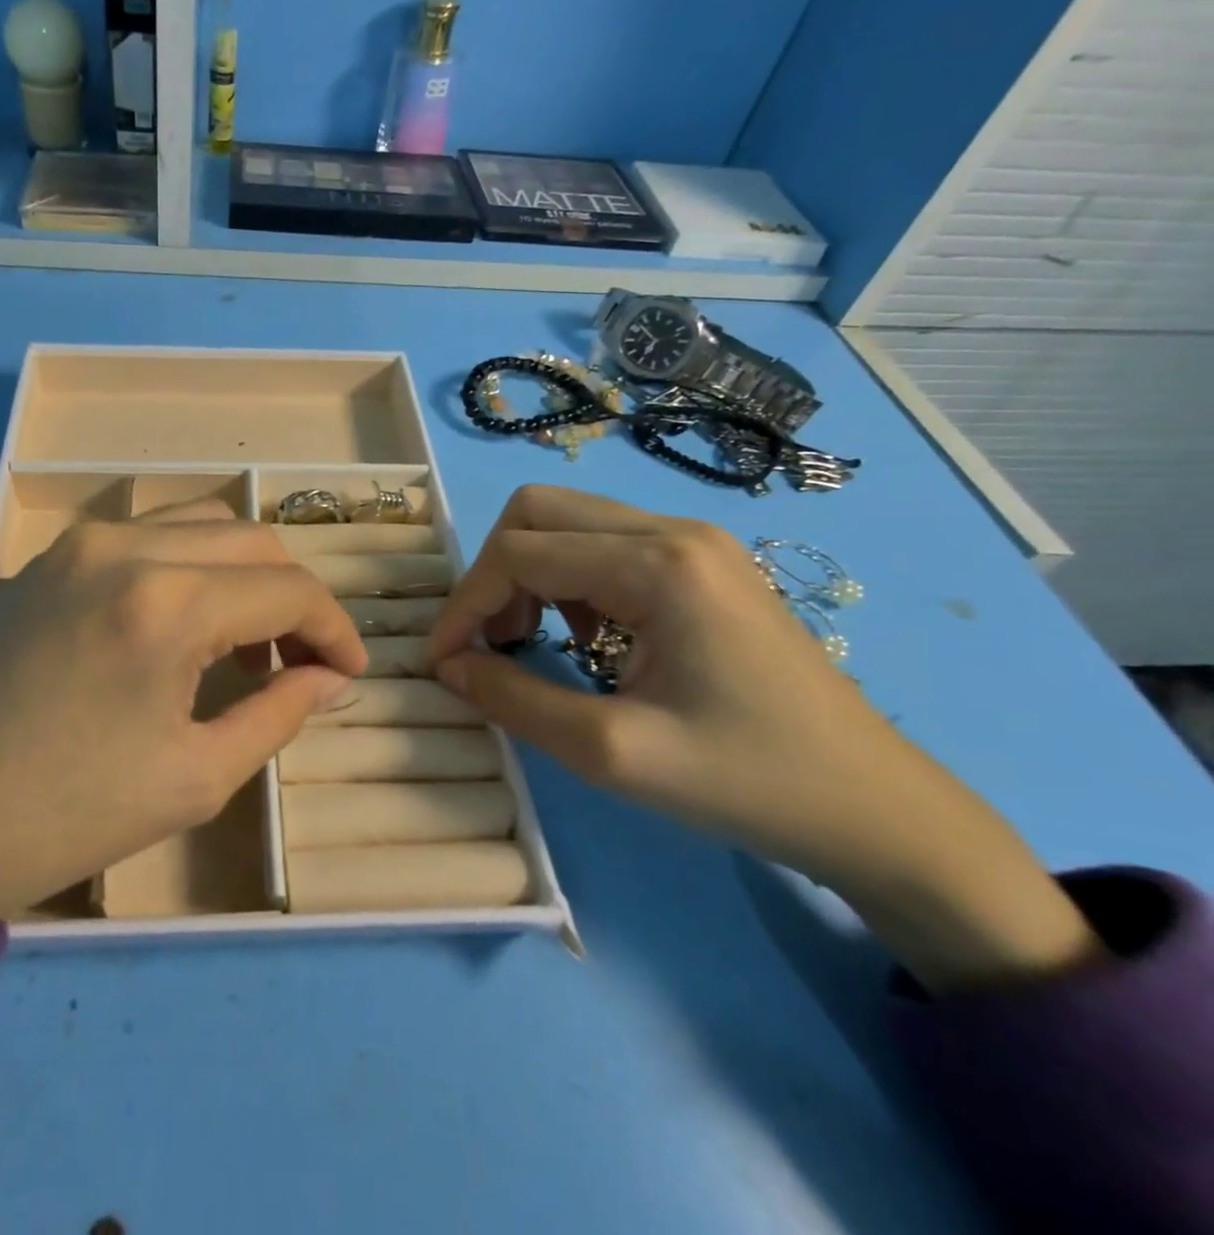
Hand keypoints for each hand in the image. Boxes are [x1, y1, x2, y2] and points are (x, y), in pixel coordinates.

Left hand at [0, 500, 365, 926]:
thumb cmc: (62, 817)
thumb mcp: (194, 777)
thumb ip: (277, 713)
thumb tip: (328, 677)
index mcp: (168, 603)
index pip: (288, 589)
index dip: (334, 629)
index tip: (348, 672)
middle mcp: (127, 547)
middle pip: (252, 541)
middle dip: (294, 597)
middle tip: (300, 661)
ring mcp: (80, 543)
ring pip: (200, 524)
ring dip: (243, 572)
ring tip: (244, 642)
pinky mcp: (48, 557)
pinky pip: (147, 536)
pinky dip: (190, 565)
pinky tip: (182, 625)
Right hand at [427, 485, 1099, 991]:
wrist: (878, 809)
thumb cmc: (746, 782)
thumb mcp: (611, 753)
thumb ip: (513, 699)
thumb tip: (448, 665)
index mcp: (657, 565)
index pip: (519, 553)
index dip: (465, 603)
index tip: (442, 660)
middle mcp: (673, 530)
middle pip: (537, 511)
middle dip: (494, 574)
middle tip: (493, 642)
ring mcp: (695, 541)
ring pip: (568, 522)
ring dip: (528, 574)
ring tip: (531, 641)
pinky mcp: (704, 562)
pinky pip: (605, 543)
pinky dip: (567, 580)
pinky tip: (586, 636)